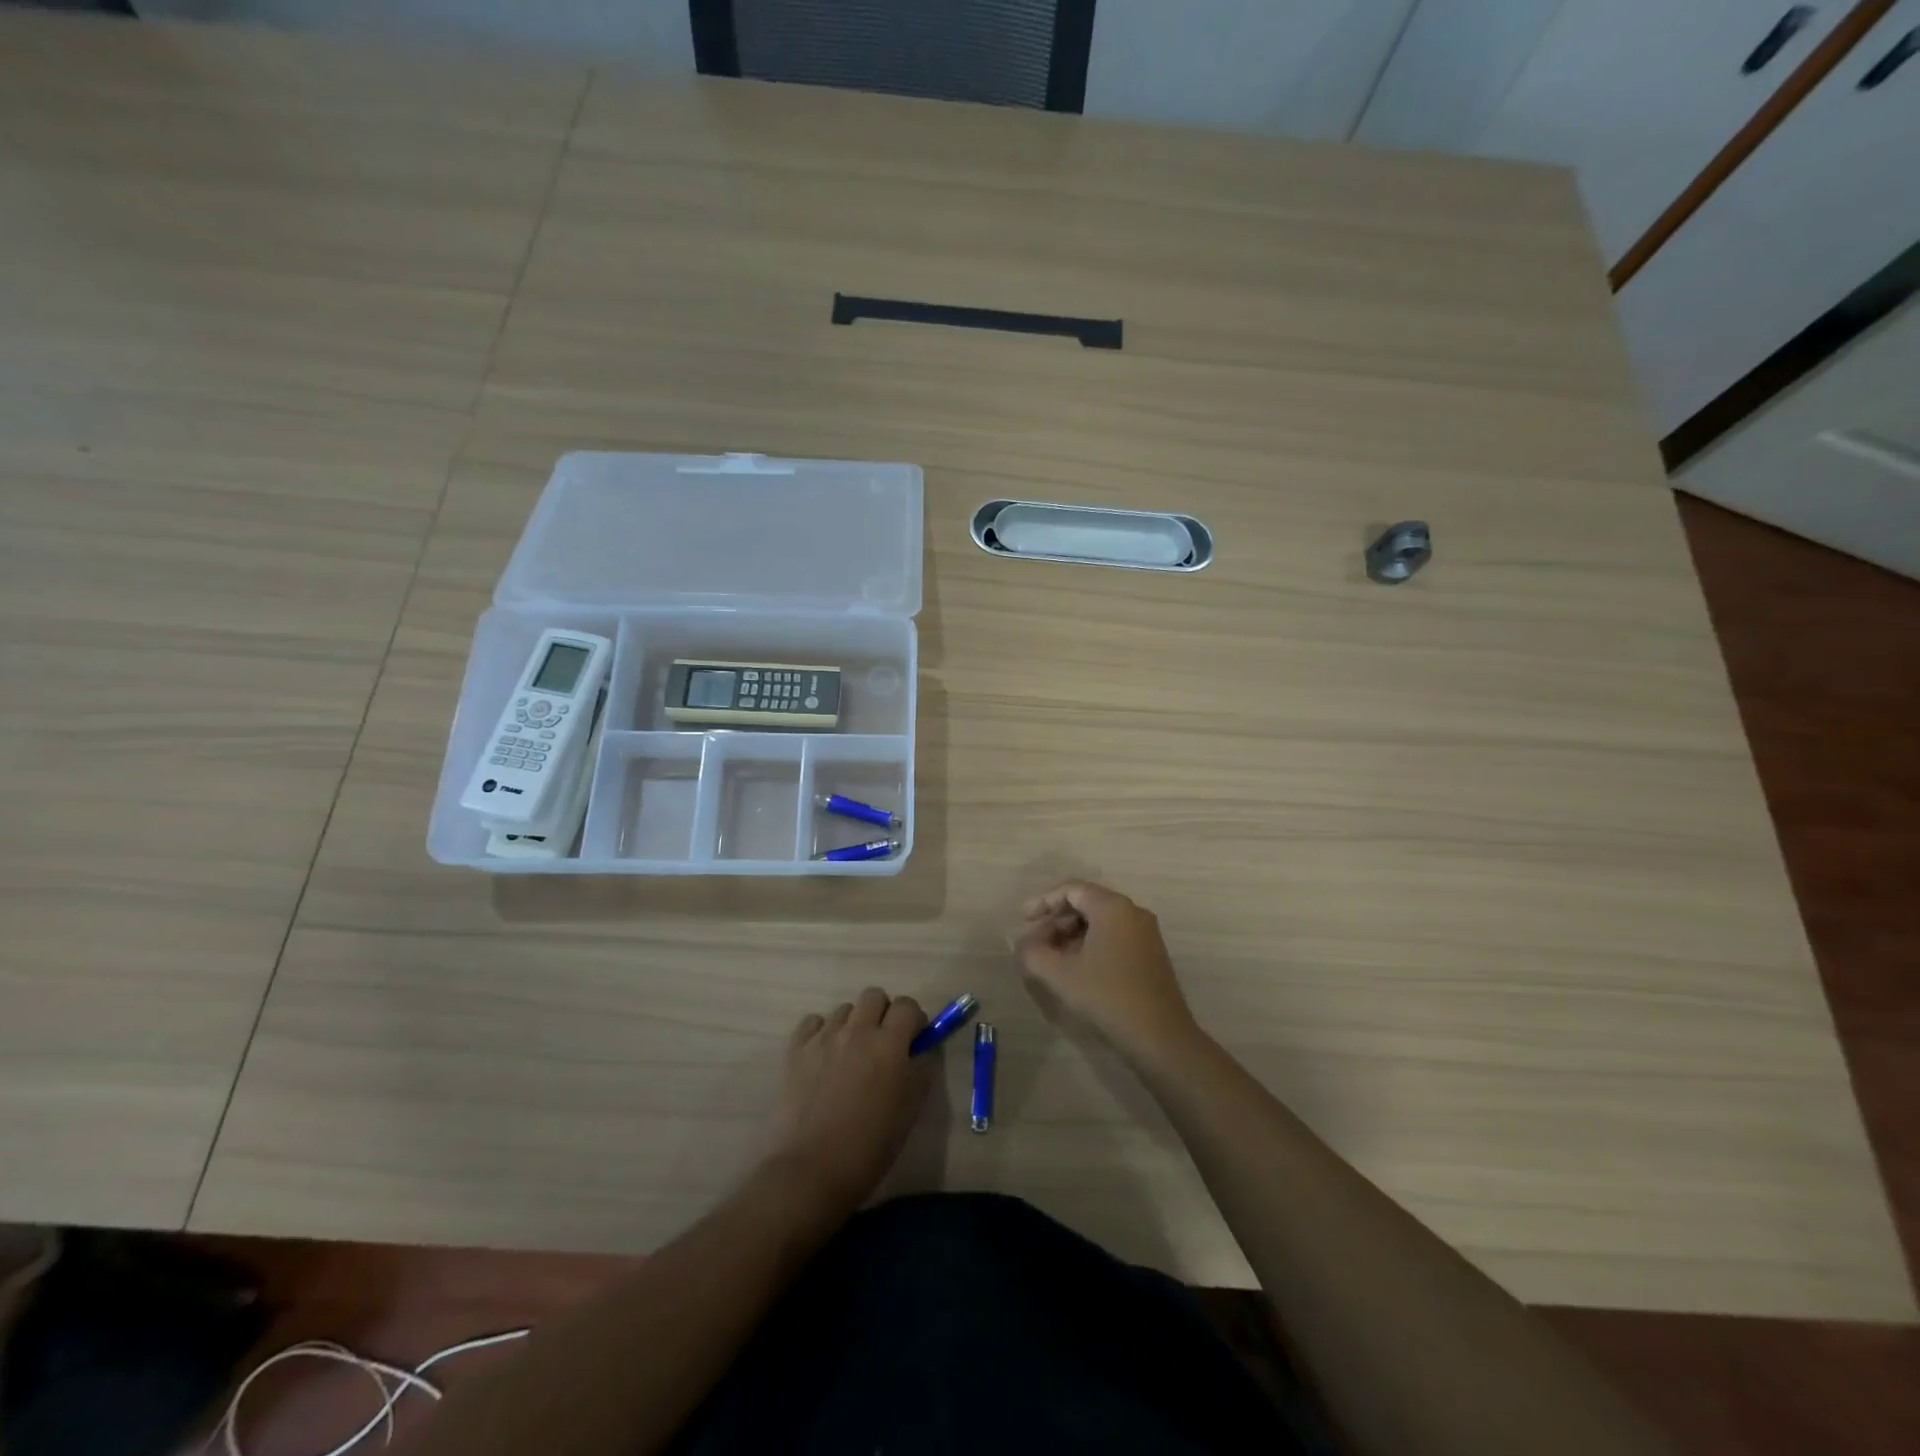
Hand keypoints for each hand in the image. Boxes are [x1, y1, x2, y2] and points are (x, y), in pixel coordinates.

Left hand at [767, 988, 930, 1221]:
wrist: (810, 1171)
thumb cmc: (869, 1147)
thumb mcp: (910, 1110)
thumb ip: (920, 1070)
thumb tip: (919, 1049)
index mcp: (889, 1044)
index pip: (908, 1006)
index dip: (914, 1020)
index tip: (913, 1040)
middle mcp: (857, 1030)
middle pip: (874, 996)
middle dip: (883, 1013)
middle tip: (882, 1044)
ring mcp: (823, 1037)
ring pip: (844, 1009)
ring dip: (853, 1025)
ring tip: (850, 1056)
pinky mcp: (796, 1049)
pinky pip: (813, 1022)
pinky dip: (822, 1032)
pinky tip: (823, 1057)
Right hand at [1014, 881, 1201, 1067]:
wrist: (1160, 1037)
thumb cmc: (1107, 997)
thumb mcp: (1060, 975)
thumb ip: (1033, 953)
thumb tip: (1021, 944)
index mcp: (1112, 907)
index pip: (1072, 890)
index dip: (1044, 901)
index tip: (1023, 920)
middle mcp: (1132, 911)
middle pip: (1087, 903)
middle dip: (1057, 920)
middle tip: (1035, 942)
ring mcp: (1146, 933)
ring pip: (1100, 921)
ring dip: (1072, 934)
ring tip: (1051, 957)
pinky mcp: (1151, 953)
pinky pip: (1114, 935)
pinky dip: (1091, 943)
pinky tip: (1076, 967)